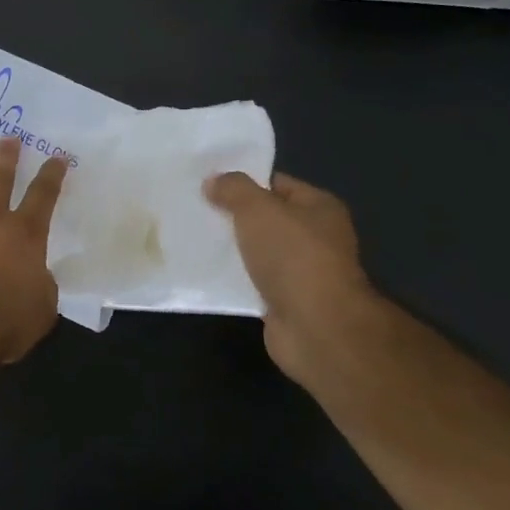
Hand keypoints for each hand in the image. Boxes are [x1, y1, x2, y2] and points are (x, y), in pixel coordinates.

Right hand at [204, 170, 375, 376]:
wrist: (316, 328)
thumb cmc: (293, 257)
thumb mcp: (257, 209)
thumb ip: (234, 189)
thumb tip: (213, 181)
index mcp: (319, 207)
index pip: (276, 184)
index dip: (243, 181)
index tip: (206, 182)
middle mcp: (315, 236)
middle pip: (265, 218)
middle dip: (232, 214)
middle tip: (193, 208)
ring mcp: (301, 271)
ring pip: (256, 250)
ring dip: (230, 247)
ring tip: (191, 237)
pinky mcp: (285, 301)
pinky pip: (251, 280)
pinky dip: (232, 276)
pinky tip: (204, 270)